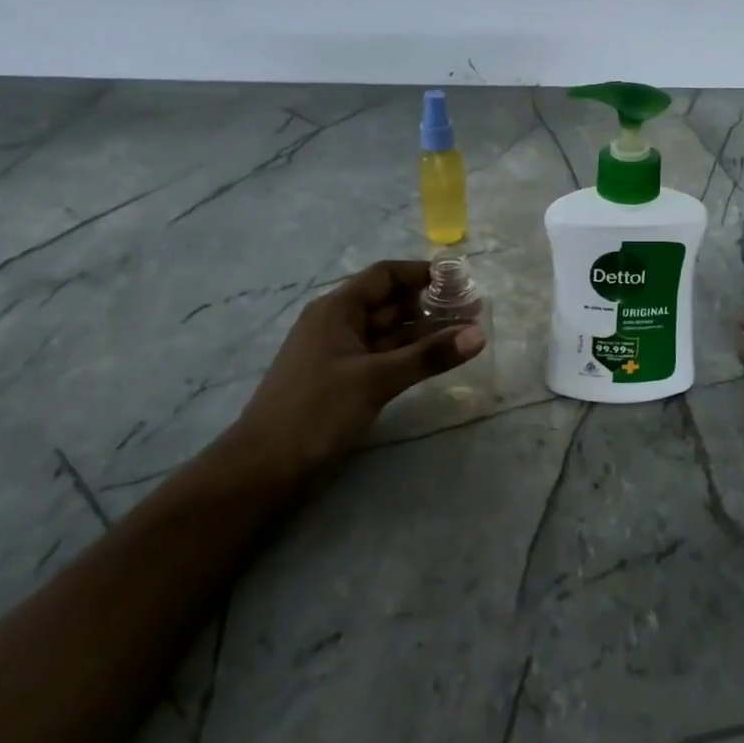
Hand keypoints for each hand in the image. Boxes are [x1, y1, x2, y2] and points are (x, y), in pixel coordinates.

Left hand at [232, 259, 485, 473]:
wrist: (264, 468)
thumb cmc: (317, 411)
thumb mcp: (376, 379)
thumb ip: (428, 356)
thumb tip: (479, 334)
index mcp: (336, 309)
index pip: (384, 275)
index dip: (421, 273)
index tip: (461, 280)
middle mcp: (338, 324)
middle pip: (389, 303)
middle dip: (430, 305)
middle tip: (473, 312)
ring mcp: (340, 354)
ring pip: (389, 333)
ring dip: (424, 333)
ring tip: (466, 335)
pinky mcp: (344, 381)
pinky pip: (383, 357)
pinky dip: (409, 356)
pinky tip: (437, 361)